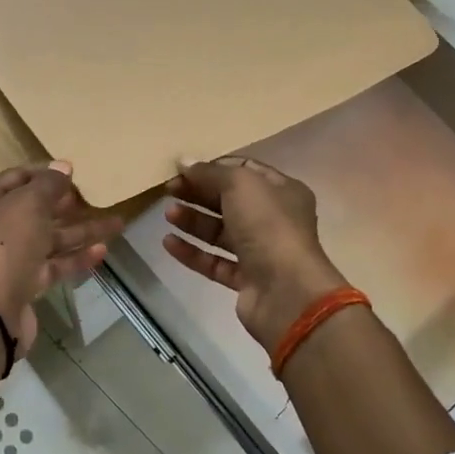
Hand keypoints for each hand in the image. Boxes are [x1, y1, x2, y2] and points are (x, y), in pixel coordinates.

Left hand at [0, 161, 123, 357]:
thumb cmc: (3, 243)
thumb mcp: (27, 202)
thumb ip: (48, 184)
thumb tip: (63, 166)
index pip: (15, 179)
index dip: (44, 174)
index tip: (74, 172)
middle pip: (33, 211)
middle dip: (65, 204)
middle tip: (94, 197)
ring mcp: (7, 260)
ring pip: (47, 240)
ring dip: (79, 232)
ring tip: (116, 224)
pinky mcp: (22, 287)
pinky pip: (52, 266)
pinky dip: (75, 258)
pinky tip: (101, 251)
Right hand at [163, 157, 350, 353]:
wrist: (286, 291)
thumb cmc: (268, 227)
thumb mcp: (240, 185)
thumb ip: (210, 172)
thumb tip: (184, 162)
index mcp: (282, 191)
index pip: (244, 170)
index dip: (213, 168)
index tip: (183, 169)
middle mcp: (274, 220)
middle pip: (230, 201)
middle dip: (199, 194)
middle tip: (168, 190)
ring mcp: (261, 252)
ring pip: (221, 232)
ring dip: (193, 221)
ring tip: (168, 214)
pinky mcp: (246, 280)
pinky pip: (214, 261)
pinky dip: (192, 252)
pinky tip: (168, 243)